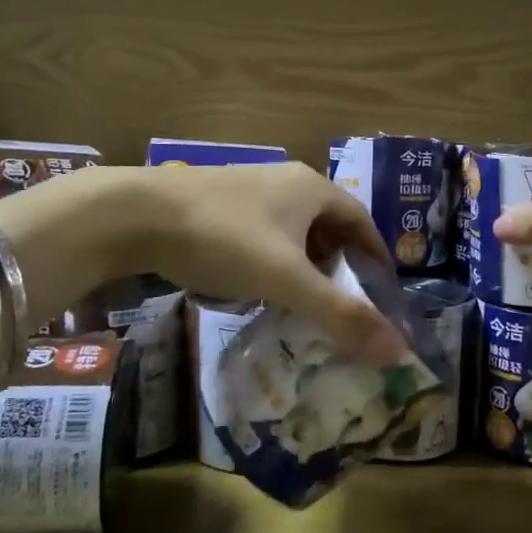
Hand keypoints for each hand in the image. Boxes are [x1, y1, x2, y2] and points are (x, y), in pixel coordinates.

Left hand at [136, 163, 409, 364]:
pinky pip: (264, 235)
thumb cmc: (222, 239)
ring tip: (305, 304)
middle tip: (345, 306)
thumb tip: (398, 350)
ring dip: (306, 266)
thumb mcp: (286, 279)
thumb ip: (340, 314)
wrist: (133, 214)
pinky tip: (259, 288)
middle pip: (330, 226)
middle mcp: (287, 181)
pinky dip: (275, 262)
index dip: (378, 258)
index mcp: (312, 188)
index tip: (383, 295)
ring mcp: (250, 190)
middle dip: (342, 266)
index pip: (363, 222)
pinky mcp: (219, 203)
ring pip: (294, 231)